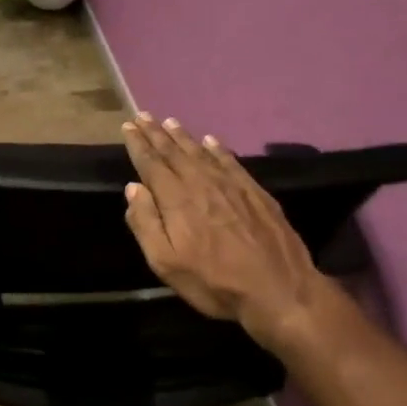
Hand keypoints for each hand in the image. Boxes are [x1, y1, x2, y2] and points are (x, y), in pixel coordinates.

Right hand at [121, 113, 335, 352]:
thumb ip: (146, 224)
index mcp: (177, 200)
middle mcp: (202, 183)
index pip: (152, 164)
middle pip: (174, 152)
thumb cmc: (214, 282)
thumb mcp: (167, 264)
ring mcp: (231, 185)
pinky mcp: (255, 191)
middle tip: (143, 115)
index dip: (138, 144)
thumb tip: (133, 188)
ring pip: (201, 152)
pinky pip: (230, 160)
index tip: (128, 126)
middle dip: (156, 133)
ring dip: (183, 136)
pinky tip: (211, 141)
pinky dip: (217, 148)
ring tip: (170, 121)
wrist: (278, 289)